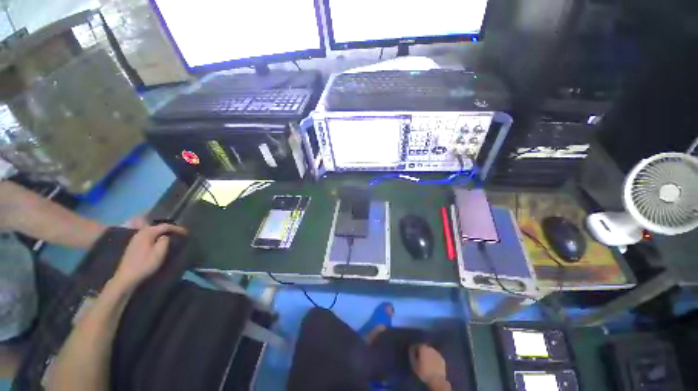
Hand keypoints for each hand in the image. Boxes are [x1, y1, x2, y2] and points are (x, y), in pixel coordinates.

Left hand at [112, 224, 186, 289]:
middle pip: (157, 227)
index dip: (177, 228)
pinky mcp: (133, 245)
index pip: (165, 226)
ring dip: (161, 232)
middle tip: (179, 233)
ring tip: (170, 236)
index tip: (186, 232)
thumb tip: (166, 236)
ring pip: (151, 231)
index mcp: (147, 233)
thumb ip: (165, 241)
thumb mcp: (159, 253)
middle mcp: (140, 233)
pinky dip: (155, 236)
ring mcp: (135, 239)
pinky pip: (147, 236)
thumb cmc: (145, 264)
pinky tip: (158, 241)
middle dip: (168, 228)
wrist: (127, 277)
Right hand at [410, 344, 450, 390]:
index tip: (413, 355)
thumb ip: (412, 355)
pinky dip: (433, 359)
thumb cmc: (423, 371)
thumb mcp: (414, 364)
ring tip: (426, 362)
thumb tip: (411, 350)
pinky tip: (432, 365)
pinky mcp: (442, 359)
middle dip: (421, 352)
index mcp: (423, 347)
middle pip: (424, 348)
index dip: (414, 350)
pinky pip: (435, 357)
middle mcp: (430, 347)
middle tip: (419, 359)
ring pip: (430, 352)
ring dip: (428, 355)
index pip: (416, 345)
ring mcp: (437, 353)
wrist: (437, 380)